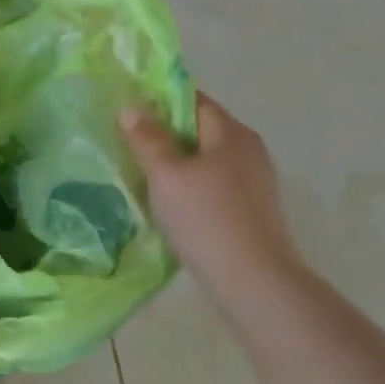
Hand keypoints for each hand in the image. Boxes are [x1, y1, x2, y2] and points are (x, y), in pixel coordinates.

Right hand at [120, 93, 303, 295]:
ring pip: (205, 157)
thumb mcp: (166, 175)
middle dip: (164, 133)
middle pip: (199, 128)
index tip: (128, 115)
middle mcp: (248, 149)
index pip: (191, 100)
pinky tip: (170, 202)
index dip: (159, 102)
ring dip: (176, 161)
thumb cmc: (206, 219)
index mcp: (231, 133)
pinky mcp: (252, 207)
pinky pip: (213, 181)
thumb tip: (132, 107)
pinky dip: (190, 183)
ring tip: (143, 174)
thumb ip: (147, 139)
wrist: (256, 284)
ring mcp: (254, 180)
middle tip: (128, 144)